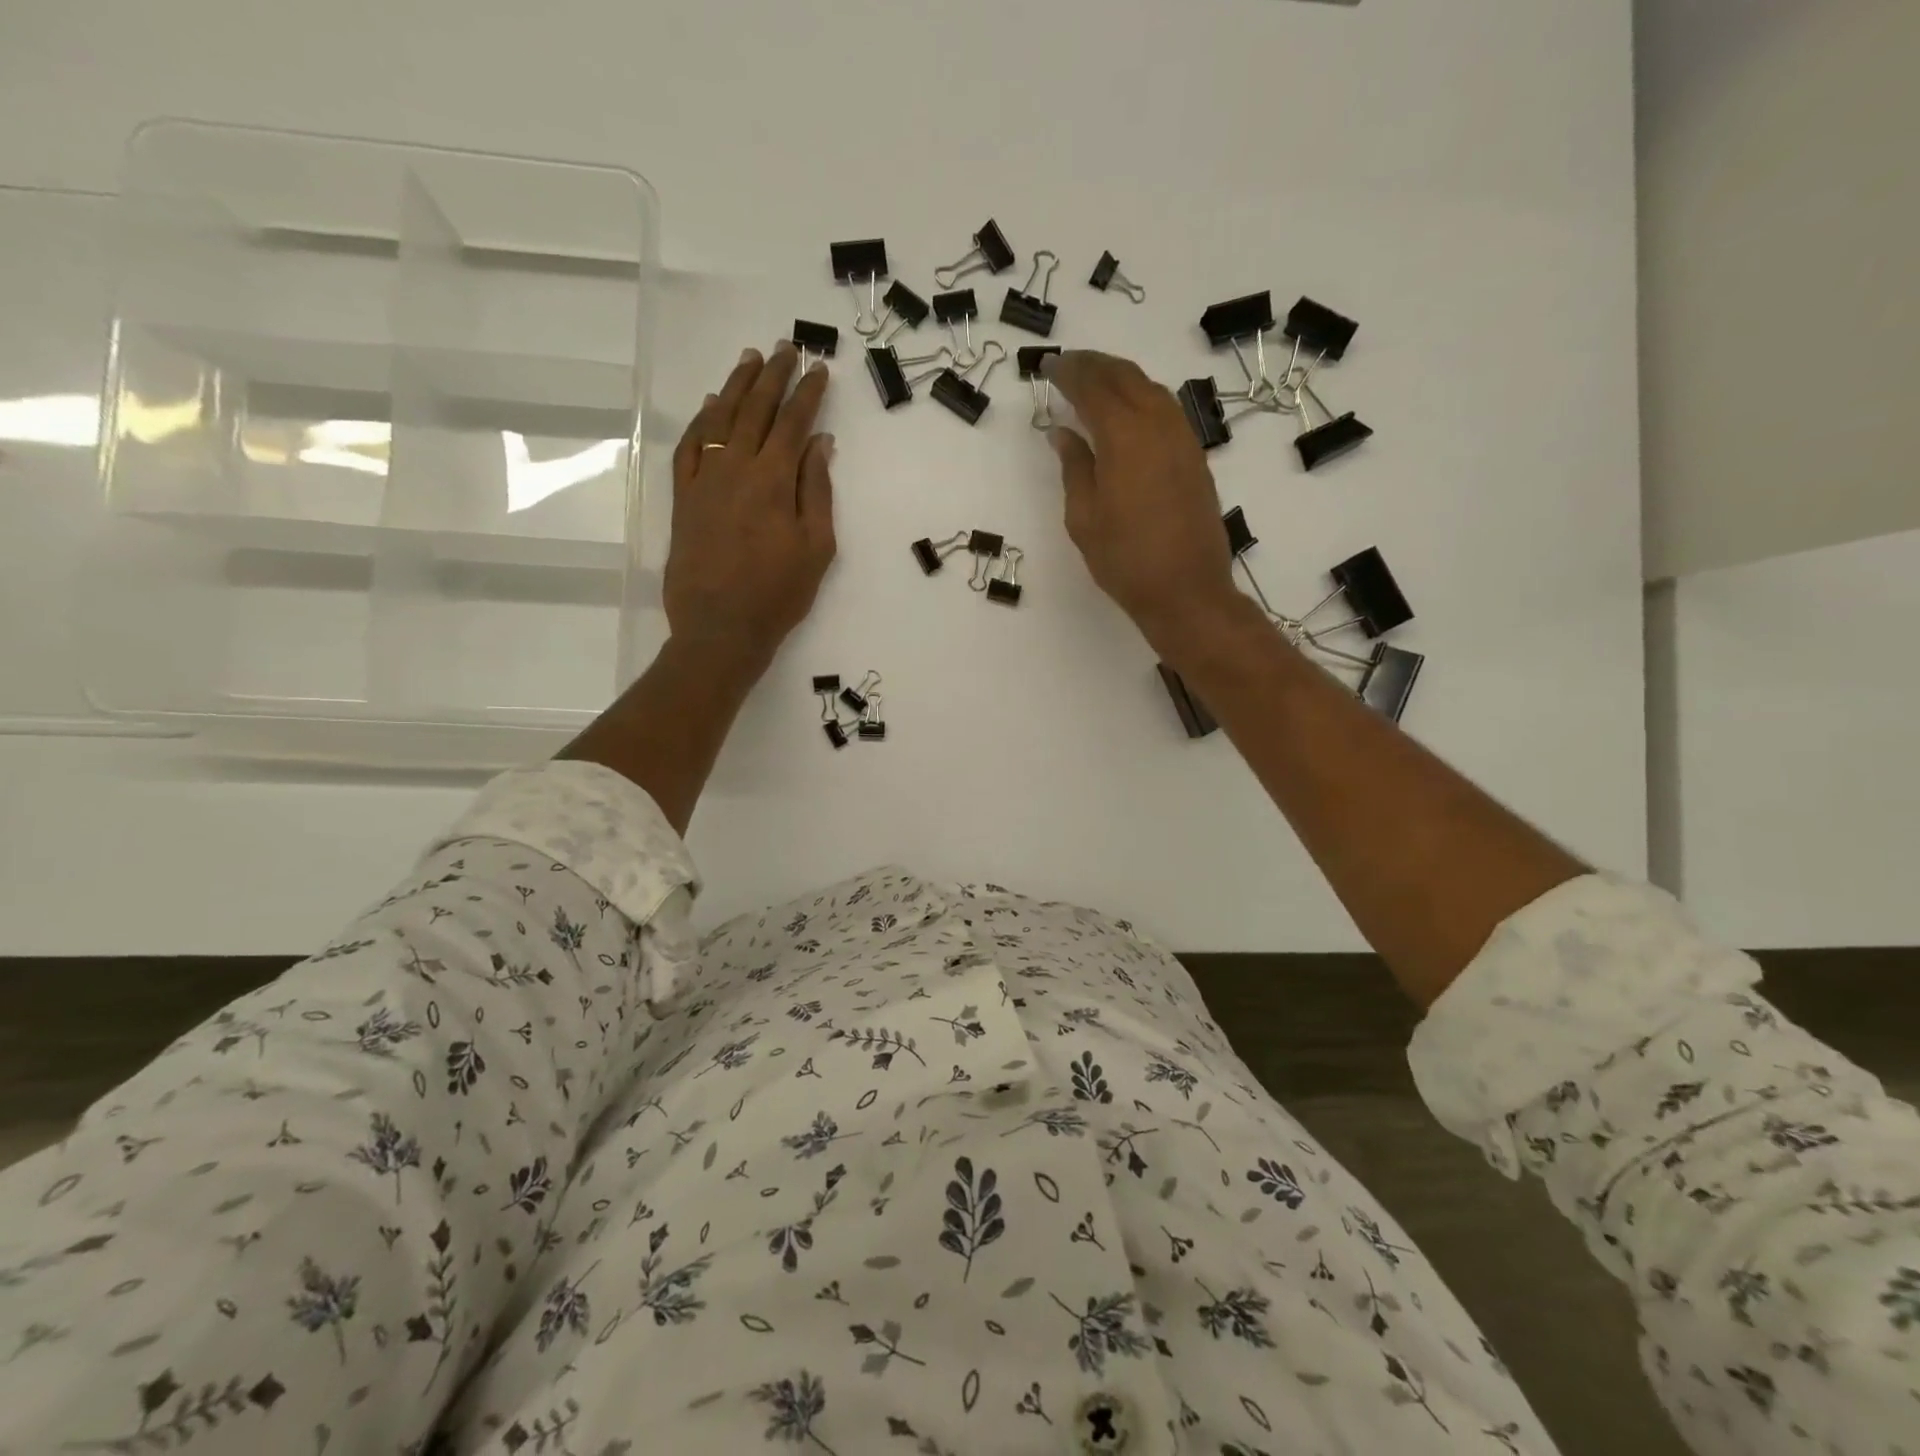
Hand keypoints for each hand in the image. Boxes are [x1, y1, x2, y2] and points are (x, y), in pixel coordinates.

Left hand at [666, 343, 836, 668]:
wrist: (720, 627)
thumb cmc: (778, 593)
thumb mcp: (815, 547)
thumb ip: (817, 490)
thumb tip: (820, 443)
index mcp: (773, 479)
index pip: (793, 423)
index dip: (808, 393)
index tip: (819, 369)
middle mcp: (736, 468)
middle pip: (755, 410)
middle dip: (773, 376)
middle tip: (785, 348)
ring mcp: (704, 480)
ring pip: (720, 419)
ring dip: (737, 386)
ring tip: (750, 361)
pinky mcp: (683, 498)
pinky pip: (690, 447)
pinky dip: (701, 421)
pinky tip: (711, 407)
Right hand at [1044, 351, 1240, 648]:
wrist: (1187, 590)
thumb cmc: (1125, 560)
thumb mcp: (1084, 518)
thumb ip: (1074, 467)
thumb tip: (1064, 432)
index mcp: (1124, 436)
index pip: (1093, 388)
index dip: (1069, 372)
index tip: (1048, 365)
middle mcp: (1158, 425)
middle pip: (1125, 377)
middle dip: (1095, 365)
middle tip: (1069, 363)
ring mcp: (1182, 439)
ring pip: (1150, 389)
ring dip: (1121, 378)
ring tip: (1096, 381)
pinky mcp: (1195, 457)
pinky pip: (1166, 410)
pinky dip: (1142, 398)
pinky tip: (1129, 413)